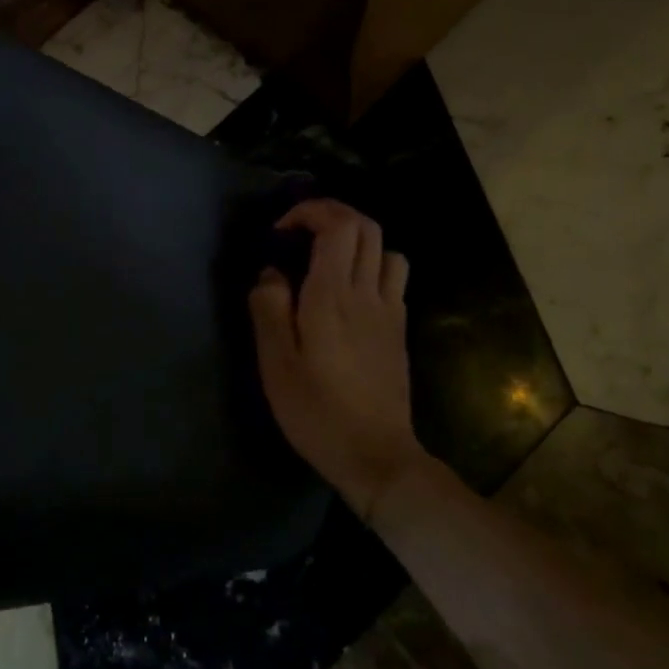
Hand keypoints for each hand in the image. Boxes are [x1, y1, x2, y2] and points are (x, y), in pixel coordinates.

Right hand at [249, 199, 425, 523]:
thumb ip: (269, 308)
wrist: (377, 457)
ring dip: (357, 241)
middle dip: (332, 214)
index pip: (337, 226)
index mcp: (332, 296)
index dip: (309, 212)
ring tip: (327, 260)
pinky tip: (350, 293)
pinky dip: (372, 267)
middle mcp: (367, 293)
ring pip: (386, 249)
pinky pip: (393, 278)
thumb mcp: (276, 364)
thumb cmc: (317, 411)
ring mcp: (390, 311)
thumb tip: (271, 273)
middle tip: (301, 232)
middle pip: (366, 226)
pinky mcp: (399, 330)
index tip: (281, 231)